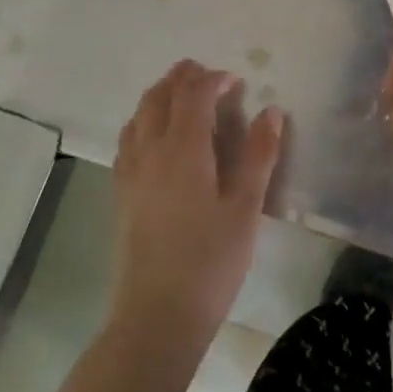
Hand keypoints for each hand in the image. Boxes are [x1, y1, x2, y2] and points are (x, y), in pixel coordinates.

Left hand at [110, 60, 284, 350]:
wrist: (157, 317)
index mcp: (183, 149)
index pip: (193, 95)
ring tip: (181, 97)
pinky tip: (155, 138)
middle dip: (181, 78)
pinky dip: (142, 122)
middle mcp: (150, 151)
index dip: (213, 79)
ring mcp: (130, 173)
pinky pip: (127, 141)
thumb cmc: (211, 261)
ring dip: (159, 96)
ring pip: (138, 115)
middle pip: (159, 97)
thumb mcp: (246, 207)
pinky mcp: (121, 195)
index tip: (235, 80)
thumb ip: (258, 155)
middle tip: (206, 74)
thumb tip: (271, 111)